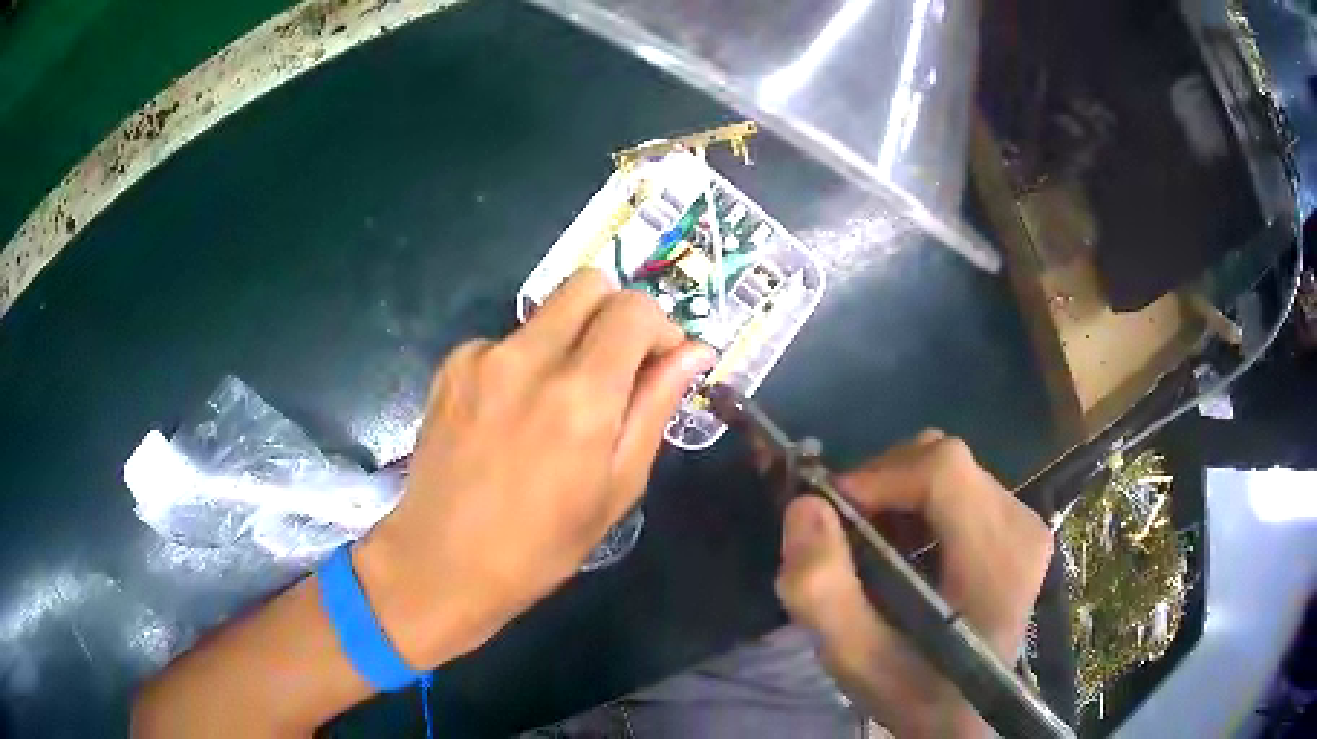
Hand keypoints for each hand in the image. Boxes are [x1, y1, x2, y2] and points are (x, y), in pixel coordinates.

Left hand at [356, 270, 713, 667]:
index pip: (634, 309)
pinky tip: (512, 415)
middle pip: (588, 283)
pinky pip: (506, 340)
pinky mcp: (451, 365)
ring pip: (547, 312)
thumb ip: (655, 407)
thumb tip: (694, 352)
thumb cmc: (542, 544)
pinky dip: (525, 362)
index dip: (660, 327)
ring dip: (569, 340)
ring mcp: (482, 356)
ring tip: (557, 404)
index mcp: (581, 395)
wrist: (442, 562)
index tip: (661, 363)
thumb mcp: (617, 486)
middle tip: (618, 366)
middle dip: (616, 314)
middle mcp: (529, 358)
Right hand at [775, 432, 1051, 737]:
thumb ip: (822, 589)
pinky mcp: (1018, 528)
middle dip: (882, 483)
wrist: (964, 716)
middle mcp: (1021, 525)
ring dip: (897, 494)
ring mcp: (1025, 523)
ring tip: (871, 544)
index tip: (832, 511)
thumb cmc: (914, 692)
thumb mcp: (854, 658)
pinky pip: (961, 488)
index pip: (942, 470)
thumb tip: (805, 505)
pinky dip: (918, 504)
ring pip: (949, 470)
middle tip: (844, 531)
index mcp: (997, 556)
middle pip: (944, 460)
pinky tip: (903, 548)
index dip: (879, 475)